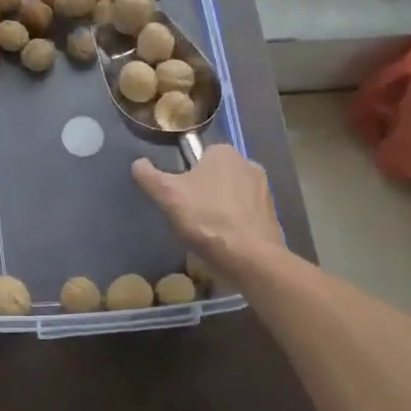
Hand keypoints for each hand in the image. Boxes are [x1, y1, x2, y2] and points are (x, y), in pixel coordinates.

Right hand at [131, 144, 283, 279]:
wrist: (252, 259)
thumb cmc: (207, 219)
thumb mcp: (167, 196)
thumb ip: (149, 176)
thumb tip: (138, 163)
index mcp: (223, 152)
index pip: (198, 157)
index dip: (185, 177)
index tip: (179, 198)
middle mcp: (248, 163)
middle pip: (215, 175)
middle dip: (204, 191)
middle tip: (190, 216)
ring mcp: (264, 189)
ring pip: (231, 194)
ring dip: (220, 207)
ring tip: (207, 232)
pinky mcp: (272, 214)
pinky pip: (246, 213)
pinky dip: (236, 223)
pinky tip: (226, 241)